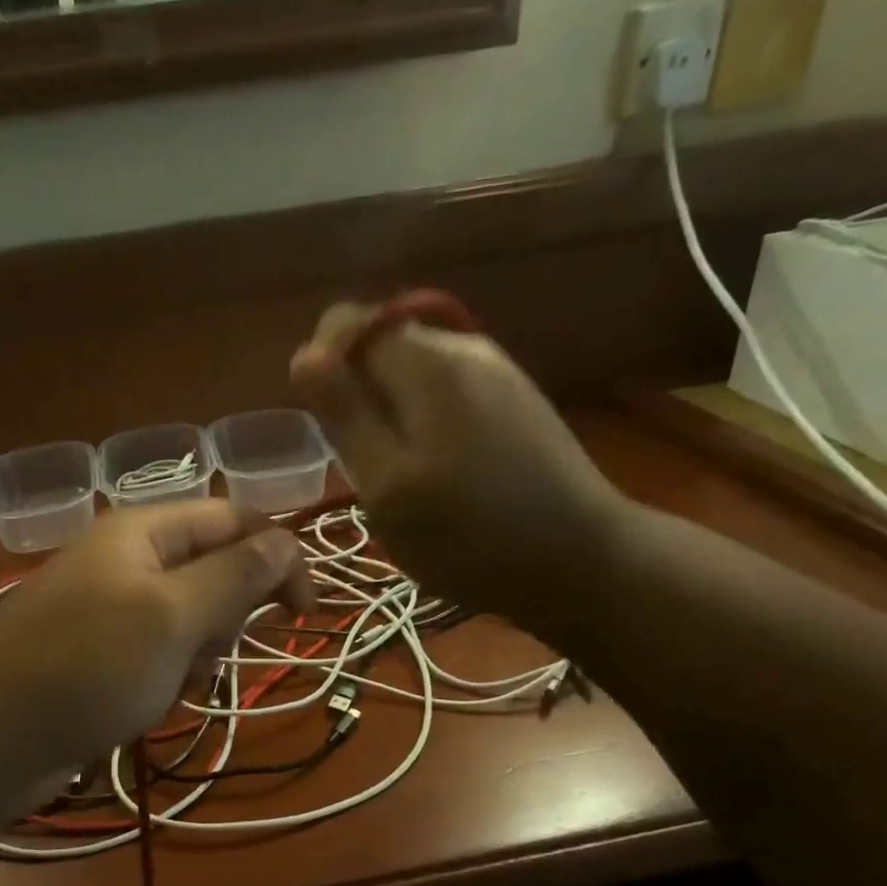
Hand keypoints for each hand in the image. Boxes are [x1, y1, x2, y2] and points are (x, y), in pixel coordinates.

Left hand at [0, 501, 312, 783]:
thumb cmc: (87, 667)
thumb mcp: (173, 617)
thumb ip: (235, 575)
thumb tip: (287, 539)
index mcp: (144, 531)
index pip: (234, 520)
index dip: (279, 557)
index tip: (305, 615)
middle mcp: (128, 559)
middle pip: (213, 570)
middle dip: (226, 616)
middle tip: (206, 653)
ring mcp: (111, 607)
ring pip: (190, 619)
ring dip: (199, 653)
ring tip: (172, 684)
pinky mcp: (100, 652)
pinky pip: (159, 653)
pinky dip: (168, 677)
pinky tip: (150, 703)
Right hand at [290, 302, 631, 626]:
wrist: (582, 562)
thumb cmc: (469, 534)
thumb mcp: (386, 485)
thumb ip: (344, 415)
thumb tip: (304, 355)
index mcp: (428, 364)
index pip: (348, 323)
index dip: (322, 364)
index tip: (326, 423)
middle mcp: (465, 349)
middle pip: (384, 343)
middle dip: (358, 391)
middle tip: (364, 461)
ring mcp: (498, 371)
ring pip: (414, 371)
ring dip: (390, 410)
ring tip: (400, 472)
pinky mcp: (516, 399)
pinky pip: (447, 391)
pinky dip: (424, 420)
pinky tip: (439, 469)